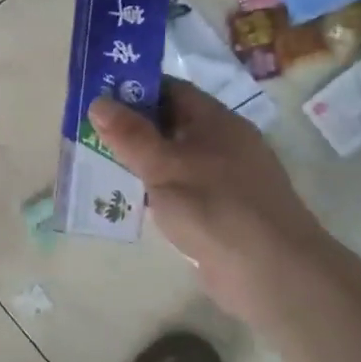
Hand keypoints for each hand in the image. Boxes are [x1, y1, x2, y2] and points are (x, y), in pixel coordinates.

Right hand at [90, 80, 328, 324]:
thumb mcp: (164, 167)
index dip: (135, 89)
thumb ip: (130, 136)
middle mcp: (223, 144)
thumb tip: (98, 101)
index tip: (99, 97)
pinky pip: (180, 191)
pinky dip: (155, 193)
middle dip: (132, 128)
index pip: (172, 90)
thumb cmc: (215, 208)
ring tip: (98, 165)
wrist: (271, 272)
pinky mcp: (220, 212)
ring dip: (140, 163)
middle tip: (88, 133)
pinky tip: (128, 202)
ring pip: (174, 161)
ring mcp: (224, 180)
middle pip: (171, 125)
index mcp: (216, 121)